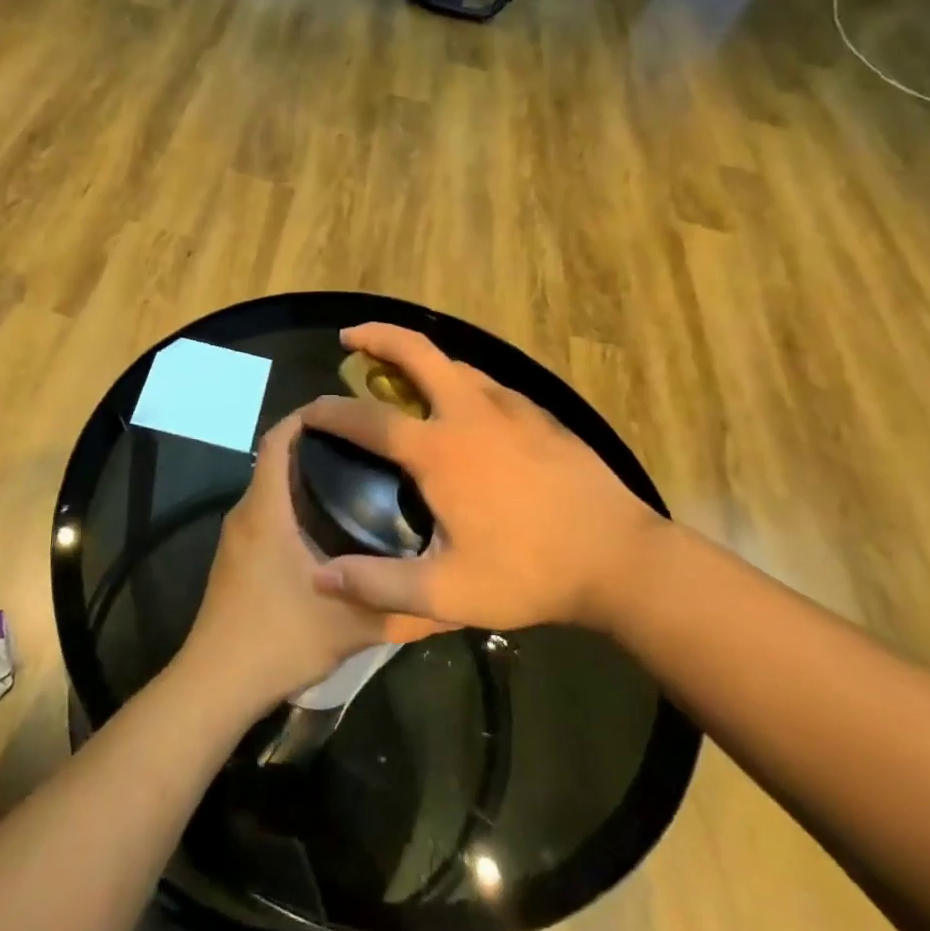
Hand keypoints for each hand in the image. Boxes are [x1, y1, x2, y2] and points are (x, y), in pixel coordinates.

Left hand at [181, 412, 402, 710]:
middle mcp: (246, 513)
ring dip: (307, 479)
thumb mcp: (352, 625)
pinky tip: (333, 529)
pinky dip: (295, 507)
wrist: (215, 684)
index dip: (308, 416)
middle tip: (372, 450)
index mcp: (266, 510)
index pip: (278, 439)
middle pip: (277, 460)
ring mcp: (237, 538)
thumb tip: (454, 599)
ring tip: (361, 483)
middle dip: (319, 447)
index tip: (349, 411)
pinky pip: (267, 515)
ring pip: (272, 490)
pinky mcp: (237, 560)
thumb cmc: (278, 638)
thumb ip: (404, 609)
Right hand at [302, 324, 671, 634]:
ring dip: (419, 359)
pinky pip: (486, 384)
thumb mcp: (449, 594)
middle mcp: (470, 413)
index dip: (329, 411)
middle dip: (377, 336)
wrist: (623, 559)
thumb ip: (380, 586)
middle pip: (416, 352)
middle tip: (349, 338)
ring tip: (398, 375)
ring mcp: (511, 407)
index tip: (306, 411)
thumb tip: (321, 578)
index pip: (367, 418)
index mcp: (440, 451)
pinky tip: (462, 409)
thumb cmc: (531, 573)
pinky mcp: (541, 415)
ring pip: (455, 364)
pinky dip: (458, 381)